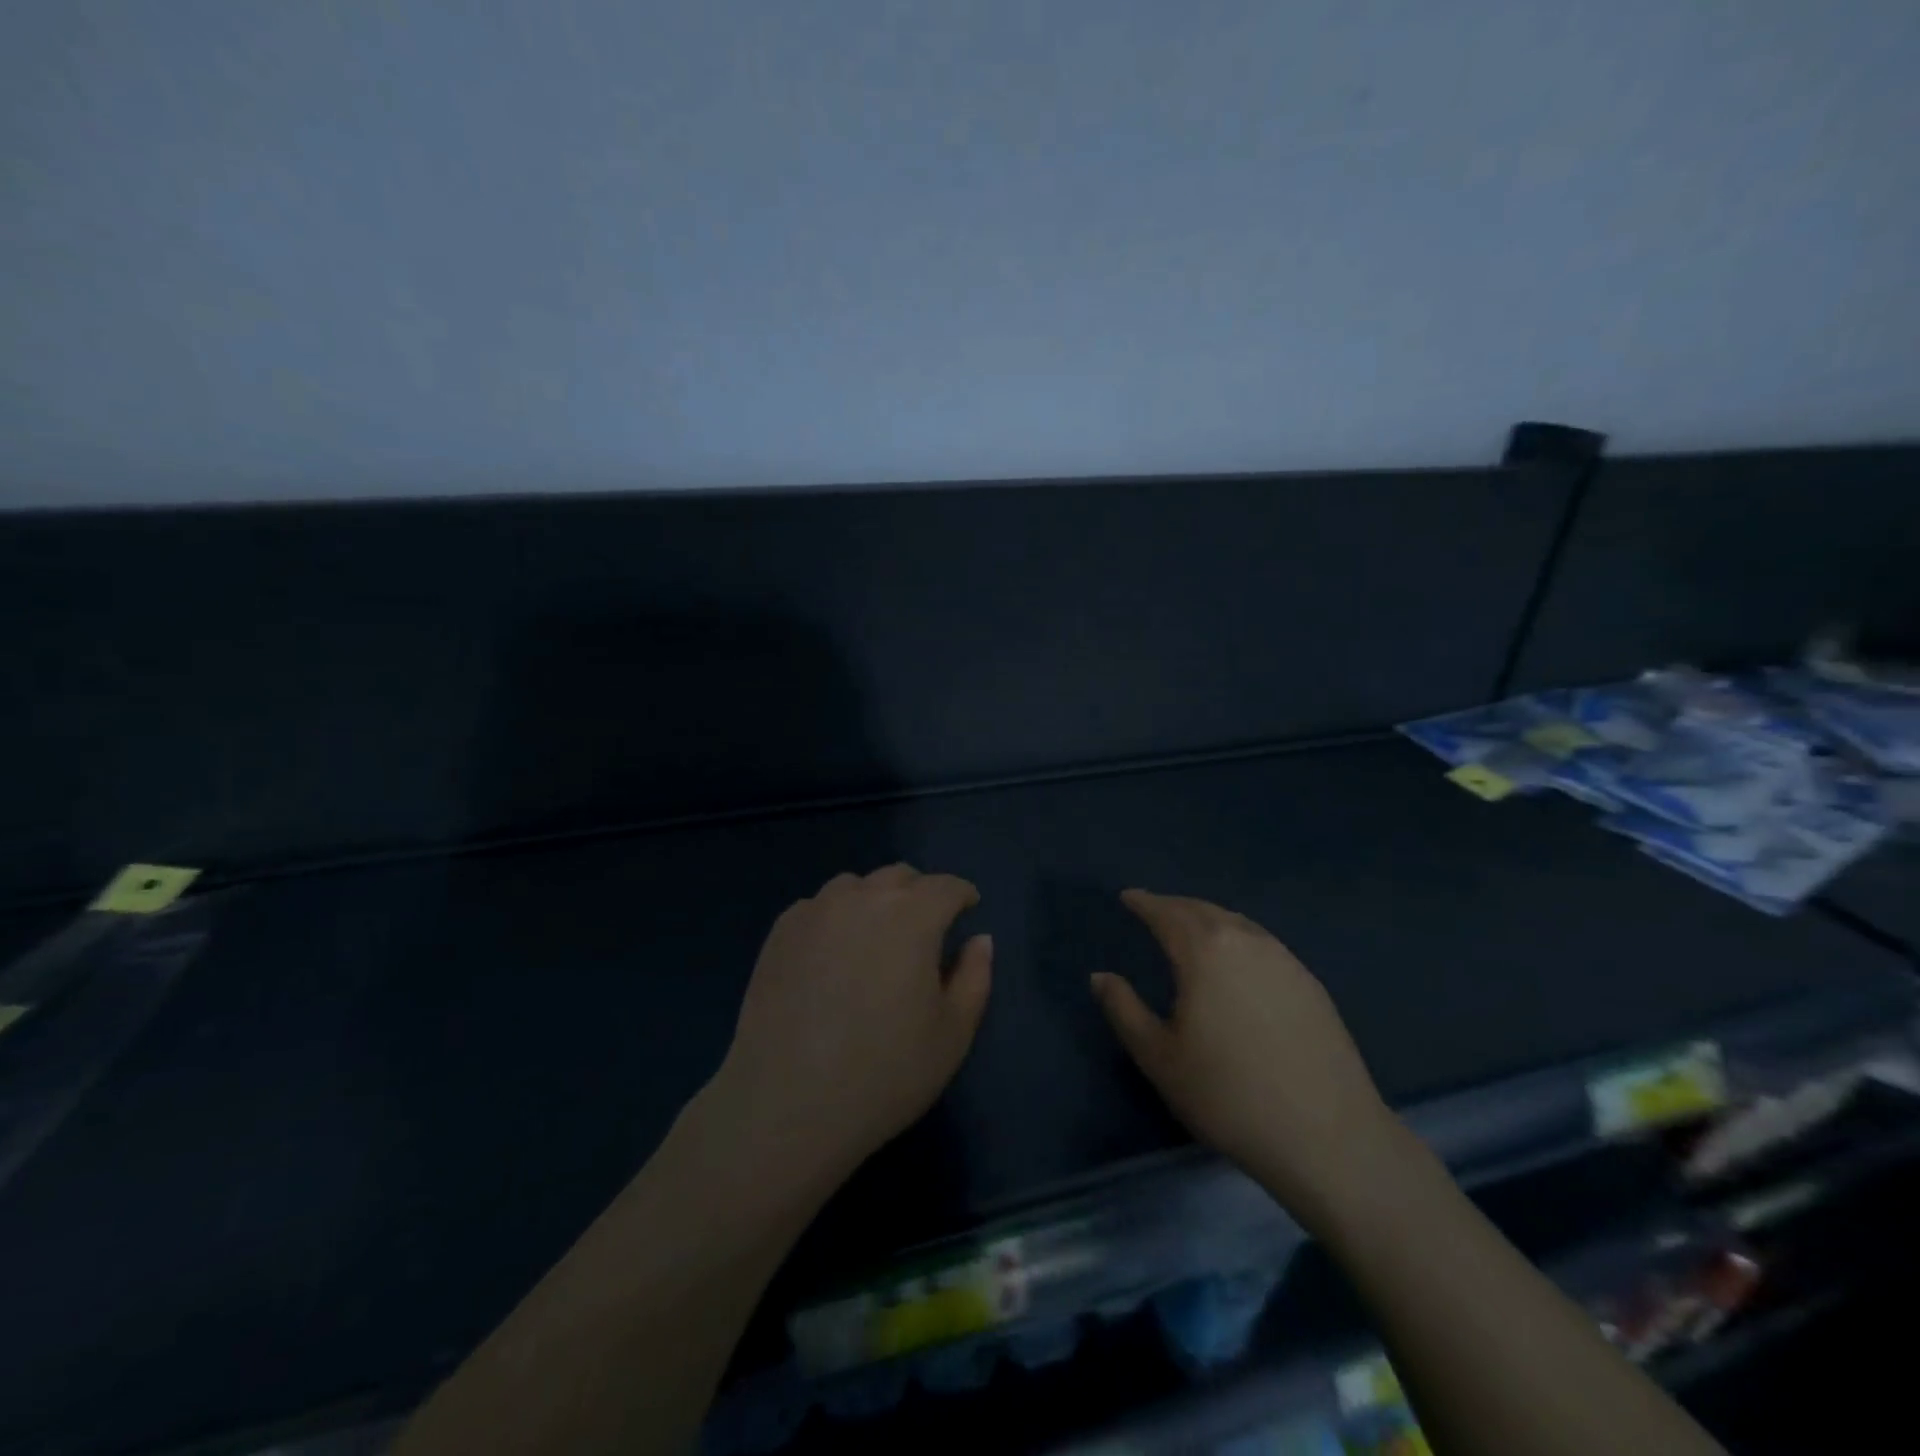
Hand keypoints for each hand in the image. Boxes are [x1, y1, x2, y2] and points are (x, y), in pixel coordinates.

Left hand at [709, 865, 992, 1183]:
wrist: (787, 1104)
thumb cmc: (884, 1073)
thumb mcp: (952, 1033)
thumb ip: (974, 976)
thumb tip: (979, 940)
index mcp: (912, 916)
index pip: (946, 886)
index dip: (962, 895)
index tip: (968, 909)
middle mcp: (863, 898)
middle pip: (900, 877)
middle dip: (920, 894)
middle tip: (925, 929)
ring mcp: (816, 910)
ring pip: (855, 886)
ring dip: (875, 901)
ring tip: (875, 939)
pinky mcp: (781, 931)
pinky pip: (818, 907)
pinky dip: (836, 917)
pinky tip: (833, 955)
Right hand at [1091, 889, 1405, 1226]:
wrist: (1328, 1137)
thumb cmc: (1228, 1096)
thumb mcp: (1159, 1057)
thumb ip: (1124, 1010)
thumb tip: (1101, 976)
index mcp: (1204, 951)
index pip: (1166, 913)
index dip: (1144, 902)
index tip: (1127, 897)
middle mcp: (1246, 941)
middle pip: (1203, 910)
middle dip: (1174, 906)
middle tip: (1154, 910)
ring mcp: (1285, 960)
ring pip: (1237, 923)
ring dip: (1207, 918)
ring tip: (1190, 929)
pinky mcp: (1311, 984)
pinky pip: (1263, 943)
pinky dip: (1237, 937)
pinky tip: (1236, 961)